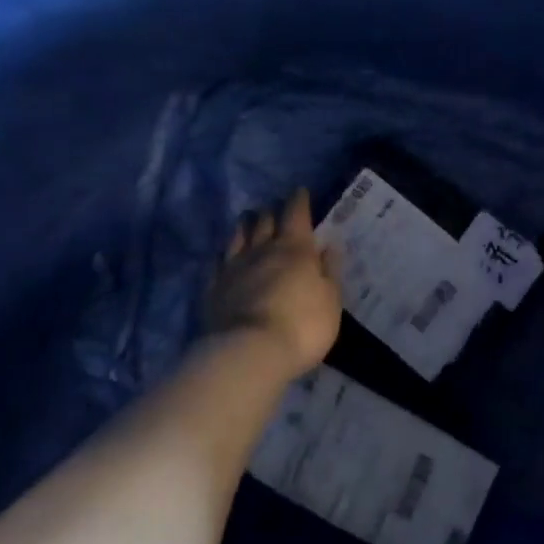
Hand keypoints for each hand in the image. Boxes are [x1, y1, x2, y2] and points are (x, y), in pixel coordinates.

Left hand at [204, 189, 341, 379]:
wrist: (250, 353)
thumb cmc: (302, 326)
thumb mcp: (330, 300)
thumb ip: (329, 271)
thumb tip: (329, 245)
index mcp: (296, 249)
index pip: (296, 213)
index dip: (299, 200)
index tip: (300, 191)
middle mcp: (263, 249)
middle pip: (265, 220)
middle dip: (271, 210)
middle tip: (274, 208)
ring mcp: (234, 267)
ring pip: (239, 236)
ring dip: (245, 224)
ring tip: (248, 218)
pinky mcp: (213, 288)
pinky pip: (217, 262)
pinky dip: (223, 254)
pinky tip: (223, 254)